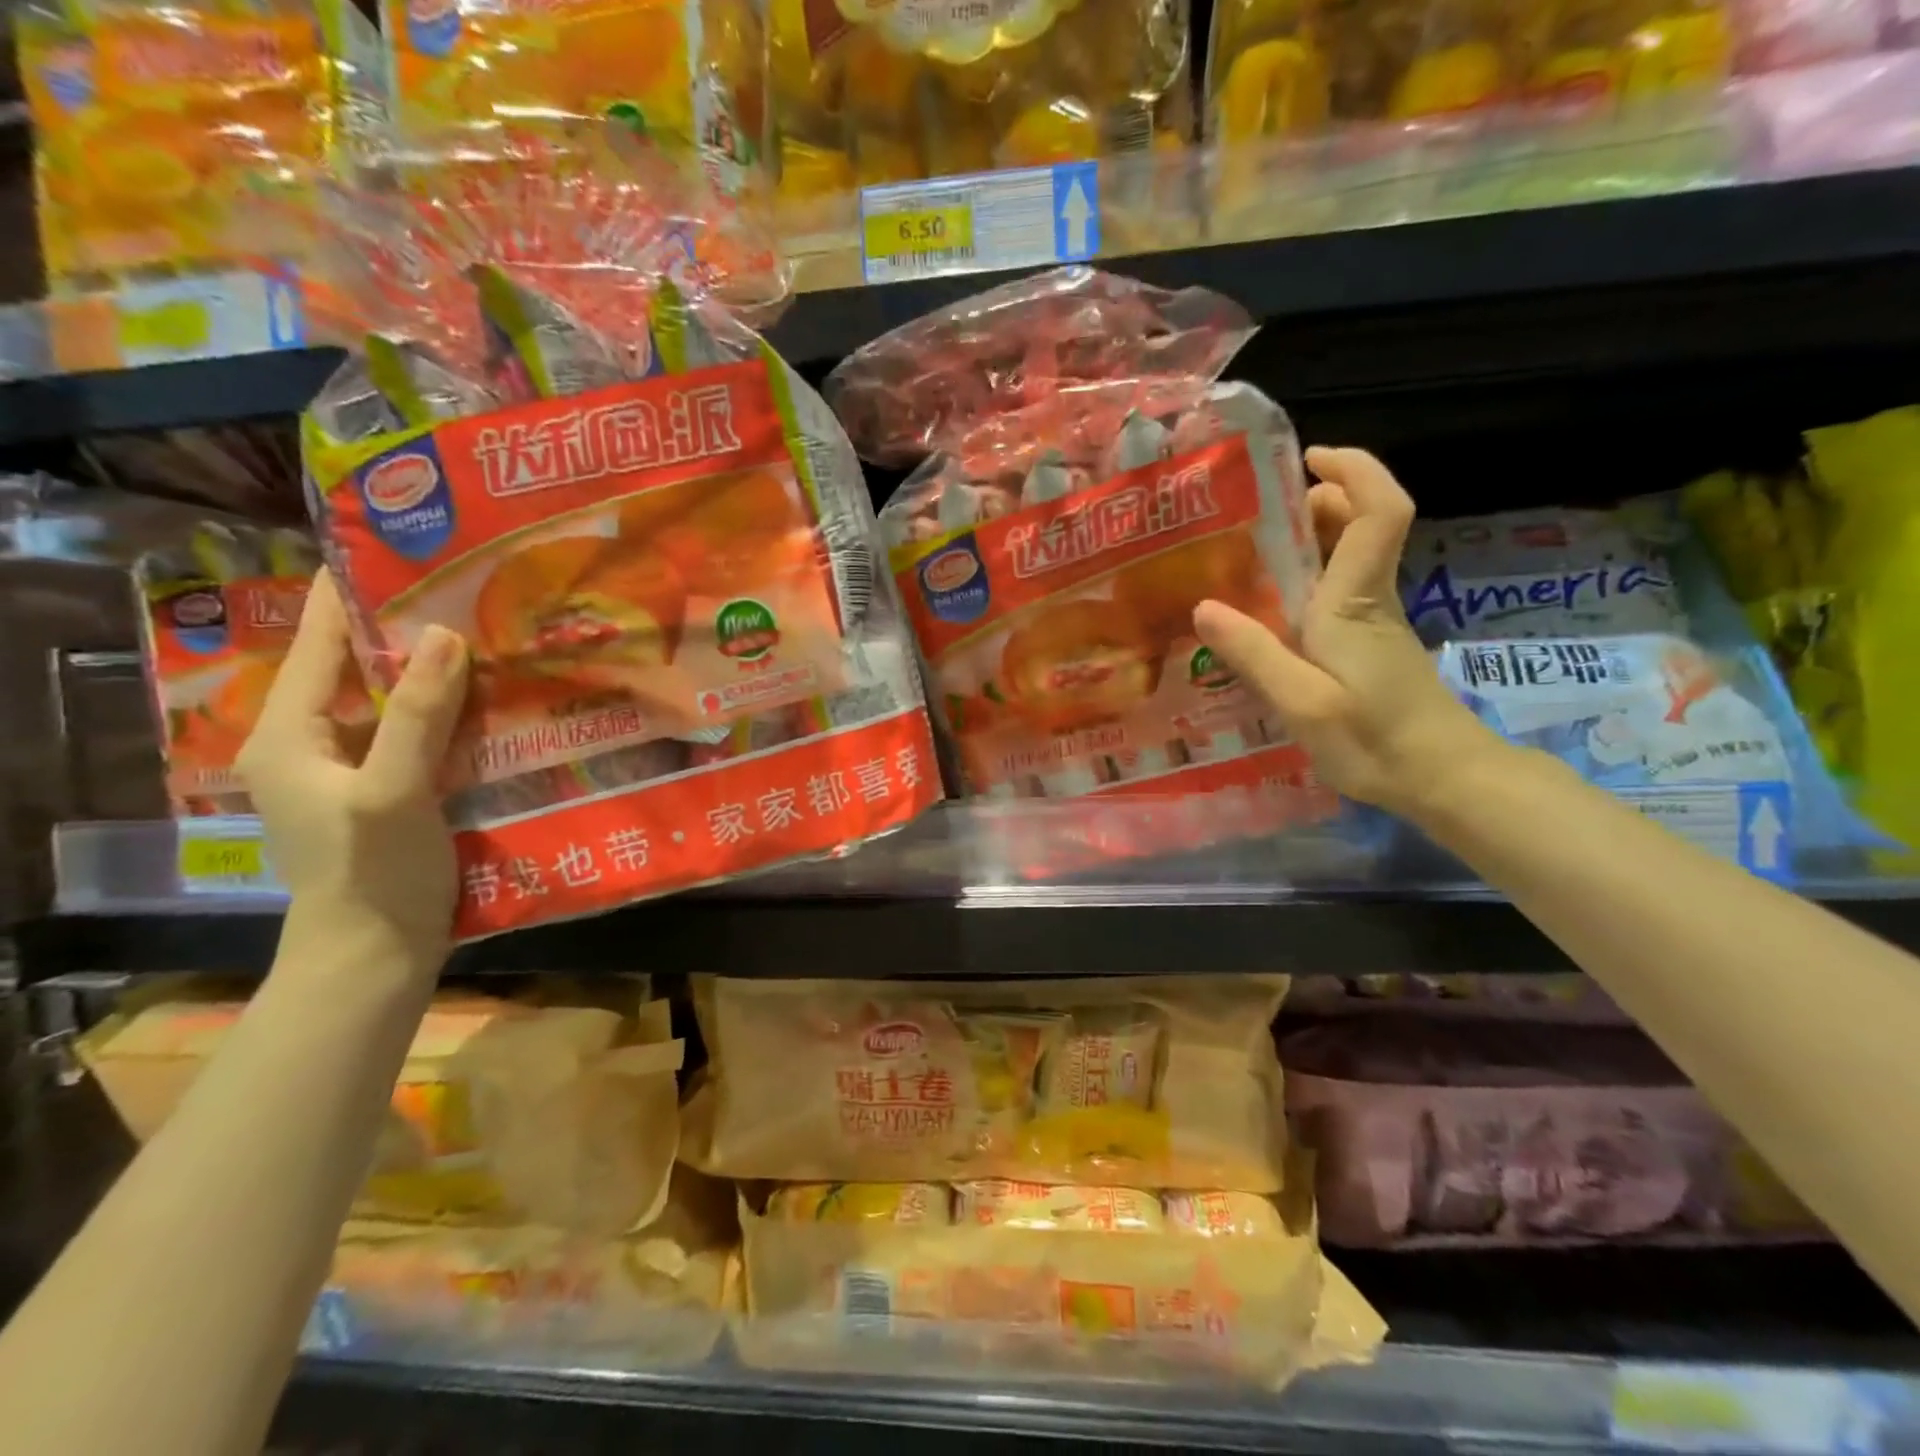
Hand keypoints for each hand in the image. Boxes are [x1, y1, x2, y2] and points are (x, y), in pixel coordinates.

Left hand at [238, 571, 470, 965]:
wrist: (377, 950)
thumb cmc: (372, 871)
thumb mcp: (392, 790)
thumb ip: (415, 714)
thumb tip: (444, 634)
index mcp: (290, 733)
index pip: (319, 642)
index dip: (352, 595)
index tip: (399, 548)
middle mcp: (315, 740)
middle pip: (359, 667)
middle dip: (408, 629)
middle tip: (467, 587)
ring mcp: (355, 766)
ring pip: (395, 700)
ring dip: (436, 671)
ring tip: (490, 631)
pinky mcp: (391, 787)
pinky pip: (420, 732)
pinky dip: (452, 711)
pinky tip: (494, 697)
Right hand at [1194, 446, 1500, 819]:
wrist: (1442, 779)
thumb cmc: (1374, 741)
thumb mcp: (1302, 703)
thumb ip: (1255, 653)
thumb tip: (1203, 606)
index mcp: (1356, 601)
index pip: (1380, 512)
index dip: (1355, 470)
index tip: (1310, 459)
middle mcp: (1370, 598)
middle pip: (1364, 522)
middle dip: (1321, 499)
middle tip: (1260, 511)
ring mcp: (1373, 620)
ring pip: (1352, 554)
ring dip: (1314, 536)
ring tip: (1252, 551)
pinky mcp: (1370, 643)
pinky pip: (1341, 587)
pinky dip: (1310, 575)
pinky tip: (1269, 605)